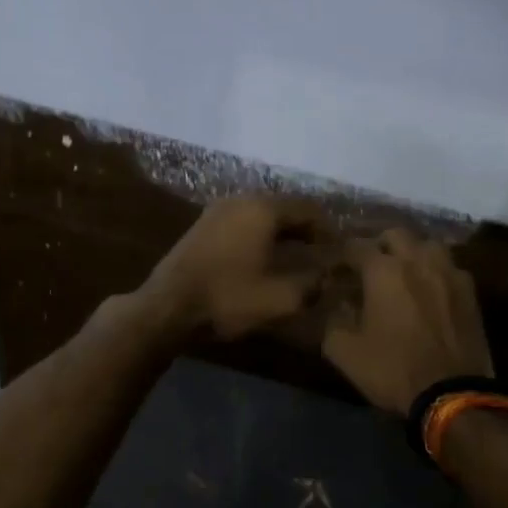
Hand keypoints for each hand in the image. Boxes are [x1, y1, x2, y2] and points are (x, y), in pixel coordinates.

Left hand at [141, 196, 327, 340]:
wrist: (167, 307)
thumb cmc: (227, 299)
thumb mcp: (281, 298)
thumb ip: (312, 284)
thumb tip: (327, 276)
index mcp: (263, 209)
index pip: (308, 209)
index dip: (329, 229)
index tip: (340, 250)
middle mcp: (240, 200)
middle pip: (284, 208)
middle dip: (306, 229)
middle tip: (322, 252)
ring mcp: (217, 211)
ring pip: (261, 215)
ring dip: (282, 232)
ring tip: (297, 256)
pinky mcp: (202, 226)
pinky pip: (242, 223)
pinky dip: (260, 236)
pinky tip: (265, 258)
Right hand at [322, 228, 493, 415]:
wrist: (452, 394)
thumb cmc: (393, 369)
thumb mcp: (345, 351)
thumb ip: (334, 320)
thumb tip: (338, 304)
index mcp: (383, 270)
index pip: (356, 246)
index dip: (343, 256)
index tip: (336, 270)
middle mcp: (418, 261)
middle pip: (396, 234)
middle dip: (380, 245)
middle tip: (370, 266)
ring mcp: (449, 273)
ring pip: (429, 245)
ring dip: (413, 253)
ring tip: (405, 273)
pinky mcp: (471, 292)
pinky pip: (450, 268)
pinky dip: (436, 272)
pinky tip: (431, 291)